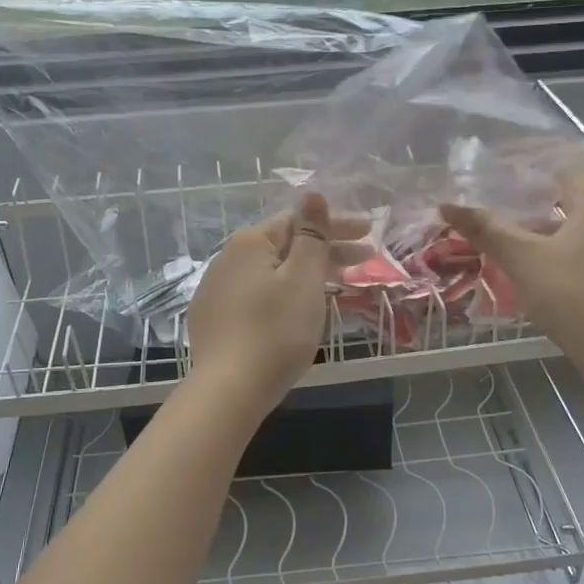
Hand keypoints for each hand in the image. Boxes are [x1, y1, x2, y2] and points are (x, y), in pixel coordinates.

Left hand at [187, 194, 366, 409]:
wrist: (229, 390)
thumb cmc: (276, 330)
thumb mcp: (303, 278)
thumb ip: (311, 235)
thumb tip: (312, 194)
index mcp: (250, 243)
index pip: (298, 221)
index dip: (336, 226)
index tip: (369, 234)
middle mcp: (228, 259)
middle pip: (285, 246)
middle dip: (327, 250)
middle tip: (366, 259)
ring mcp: (217, 290)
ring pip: (272, 272)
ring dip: (307, 273)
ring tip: (339, 284)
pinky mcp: (214, 319)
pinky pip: (258, 295)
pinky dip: (284, 294)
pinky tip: (298, 309)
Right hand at [440, 162, 583, 359]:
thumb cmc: (575, 294)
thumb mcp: (523, 259)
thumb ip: (486, 229)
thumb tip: (447, 205)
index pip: (561, 158)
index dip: (526, 157)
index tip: (492, 162)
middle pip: (567, 187)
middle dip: (528, 189)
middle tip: (489, 192)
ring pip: (572, 217)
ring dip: (538, 218)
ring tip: (500, 223)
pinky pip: (579, 240)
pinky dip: (552, 240)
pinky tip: (526, 256)